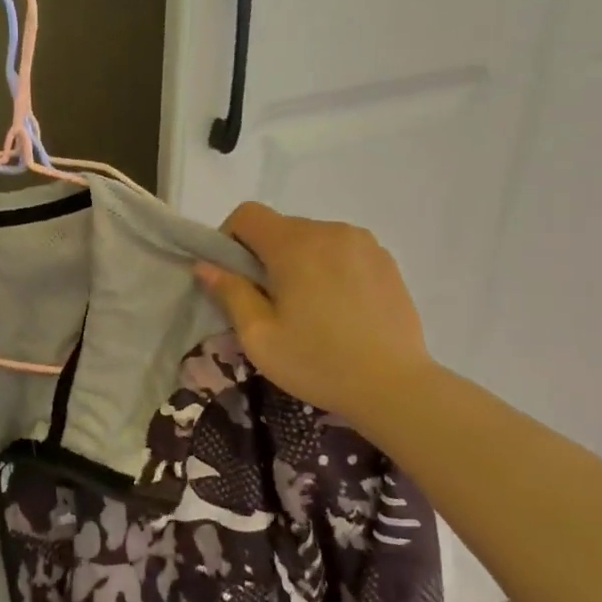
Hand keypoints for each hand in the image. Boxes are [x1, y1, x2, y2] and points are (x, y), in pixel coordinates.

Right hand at [195, 203, 432, 426]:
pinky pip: (342, 251)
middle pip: (280, 227)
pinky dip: (329, 268)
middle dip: (264, 255)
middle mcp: (330, 231)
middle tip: (268, 301)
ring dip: (298, 261)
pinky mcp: (386, 261)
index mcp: (294, 245)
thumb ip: (230, 292)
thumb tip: (206, 265)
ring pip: (312, 239)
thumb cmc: (317, 362)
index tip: (233, 276)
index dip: (230, 238)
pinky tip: (337, 308)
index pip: (248, 214)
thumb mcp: (258, 335)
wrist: (395, 386)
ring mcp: (363, 244)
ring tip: (307, 306)